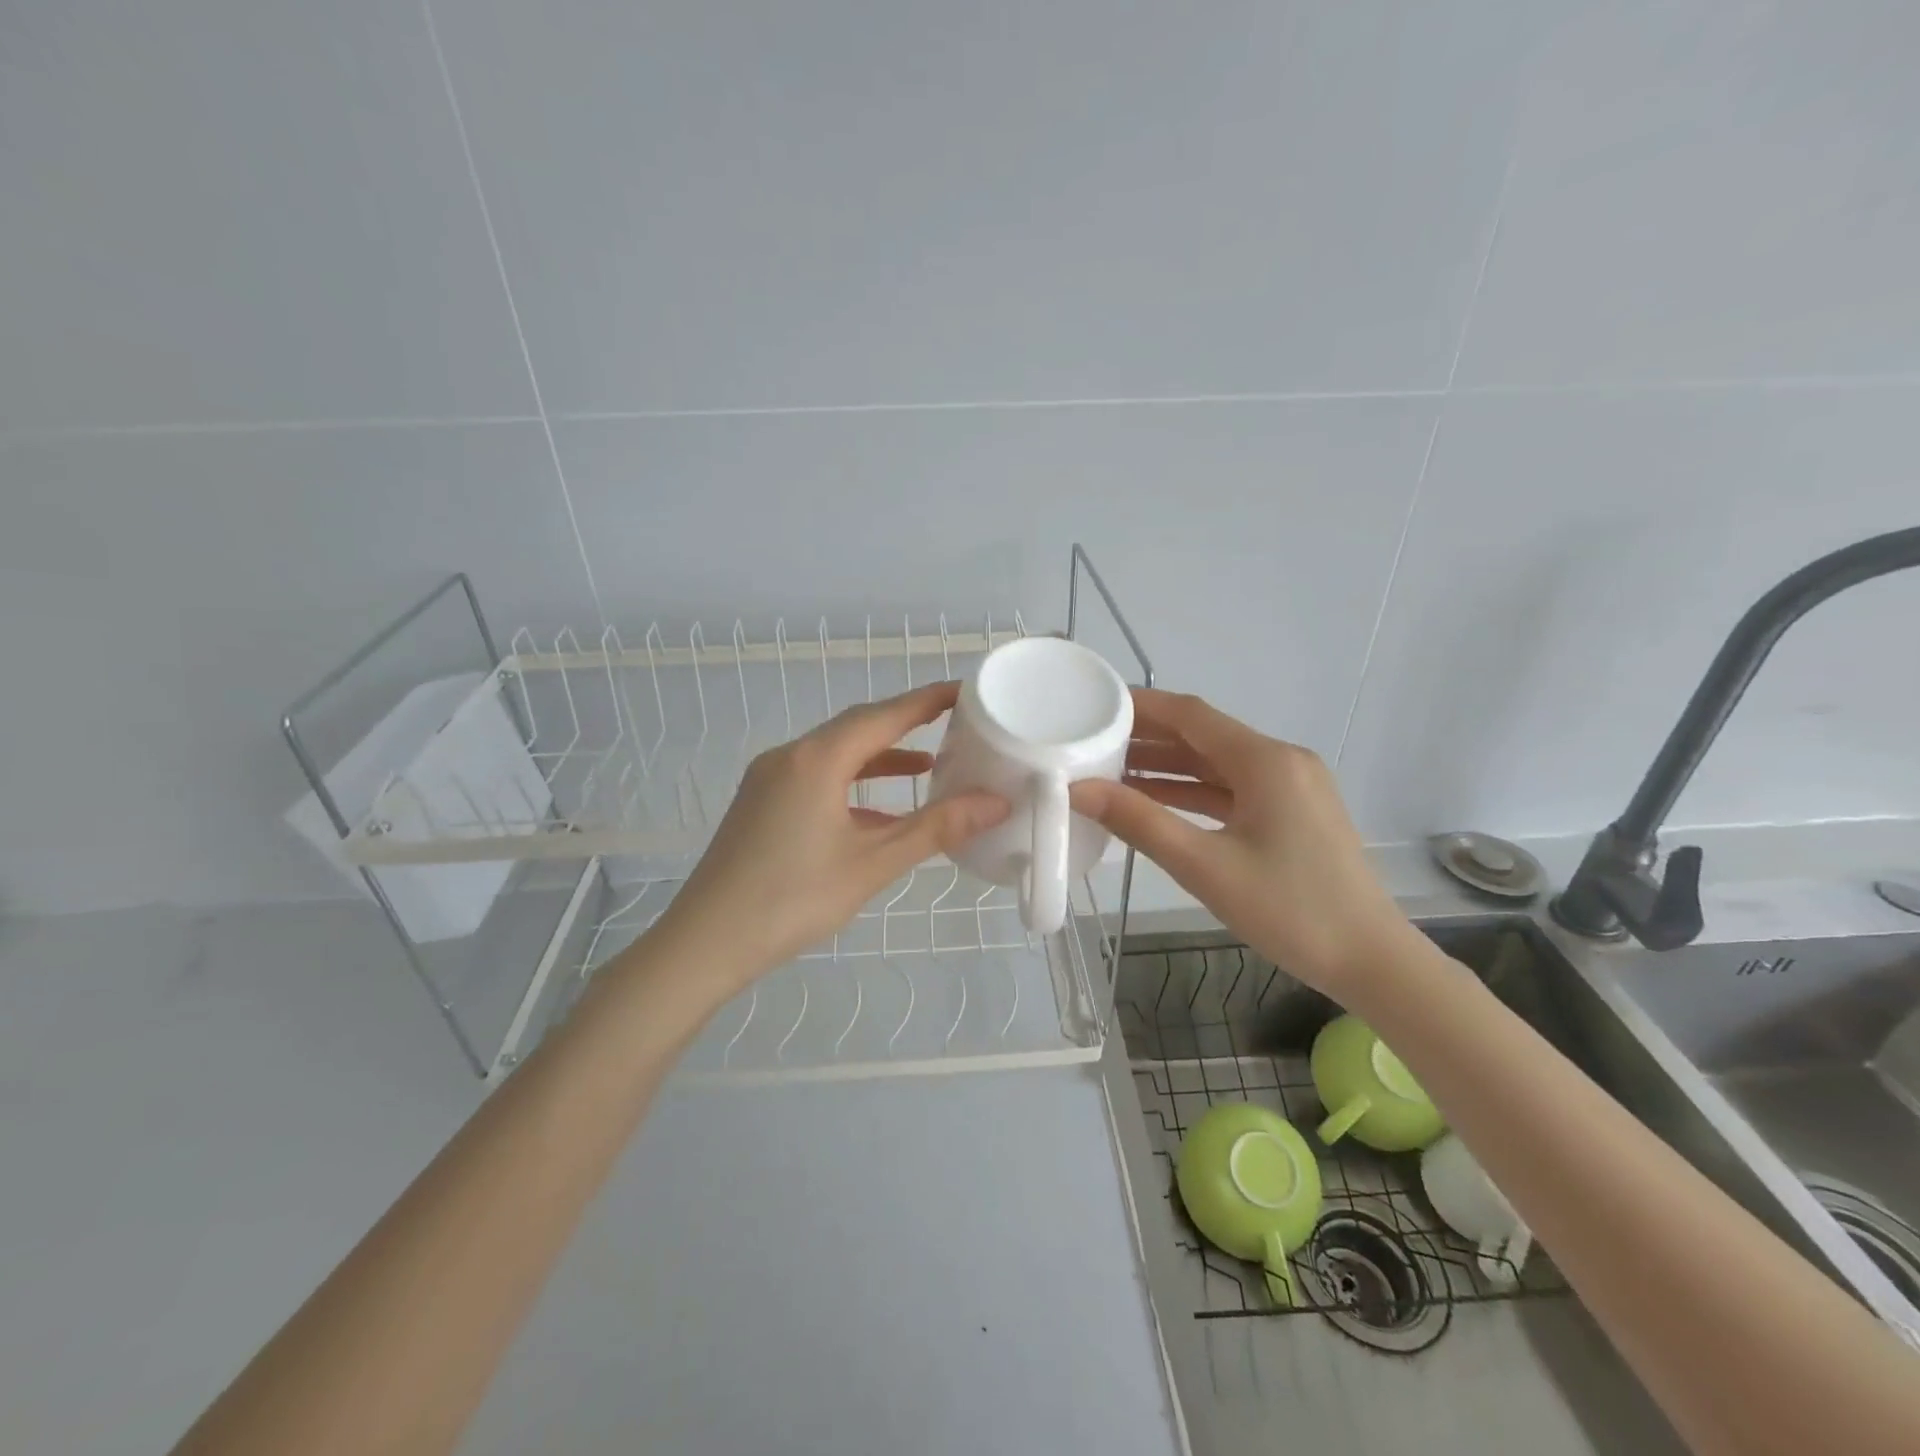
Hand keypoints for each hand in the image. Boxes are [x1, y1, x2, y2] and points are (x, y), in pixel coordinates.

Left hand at [651, 682, 1009, 991]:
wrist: (705, 942)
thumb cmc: (793, 899)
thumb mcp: (872, 864)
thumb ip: (936, 829)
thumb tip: (995, 803)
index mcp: (816, 760)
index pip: (883, 715)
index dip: (927, 701)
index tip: (965, 691)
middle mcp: (790, 756)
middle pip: (857, 727)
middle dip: (905, 723)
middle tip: (952, 723)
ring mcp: (769, 779)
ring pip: (835, 753)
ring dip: (879, 757)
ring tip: (926, 766)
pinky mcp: (760, 804)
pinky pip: (817, 778)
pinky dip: (852, 784)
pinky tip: (877, 811)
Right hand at [1070, 689, 1413, 997]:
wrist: (1371, 961)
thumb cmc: (1289, 910)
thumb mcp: (1204, 866)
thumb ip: (1138, 822)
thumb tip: (1077, 790)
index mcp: (1265, 761)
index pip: (1191, 714)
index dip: (1141, 706)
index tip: (1094, 705)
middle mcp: (1281, 761)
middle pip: (1203, 736)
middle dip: (1148, 738)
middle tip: (1091, 742)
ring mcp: (1290, 787)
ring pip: (1216, 764)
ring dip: (1167, 767)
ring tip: (1110, 771)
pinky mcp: (1291, 813)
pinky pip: (1231, 790)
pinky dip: (1192, 792)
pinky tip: (1154, 802)